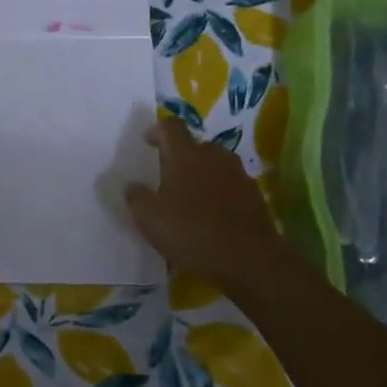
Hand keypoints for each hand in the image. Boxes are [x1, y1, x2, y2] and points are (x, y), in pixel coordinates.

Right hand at [124, 117, 283, 288]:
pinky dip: (220, 192)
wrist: (248, 259)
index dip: (156, 130)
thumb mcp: (149, 218)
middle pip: (195, 145)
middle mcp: (214, 156)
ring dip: (202, 174)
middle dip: (181, 156)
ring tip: (191, 198)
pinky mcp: (255, 195)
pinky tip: (213, 216)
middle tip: (168, 177)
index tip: (147, 143)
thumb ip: (136, 197)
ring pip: (215, 165)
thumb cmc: (191, 232)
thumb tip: (131, 185)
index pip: (170, 126)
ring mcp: (238, 174)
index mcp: (185, 155)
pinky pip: (231, 185)